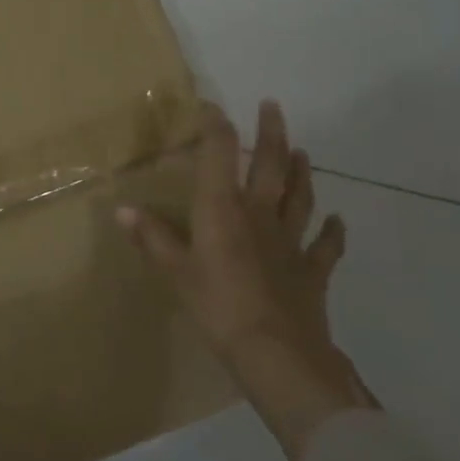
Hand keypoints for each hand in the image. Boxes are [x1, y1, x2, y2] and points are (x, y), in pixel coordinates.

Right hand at [117, 100, 375, 460]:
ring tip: (302, 152)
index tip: (212, 106)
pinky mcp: (312, 271)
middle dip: (271, 133)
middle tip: (272, 106)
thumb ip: (152, 238)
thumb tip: (122, 209)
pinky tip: (338, 221)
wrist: (276, 354)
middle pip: (270, 165)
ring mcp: (291, 242)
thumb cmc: (217, 306)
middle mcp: (260, 215)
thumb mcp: (175, 272)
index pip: (221, 155)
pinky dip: (333, 232)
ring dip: (301, 172)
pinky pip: (326, 246)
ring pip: (300, 197)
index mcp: (223, 210)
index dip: (217, 127)